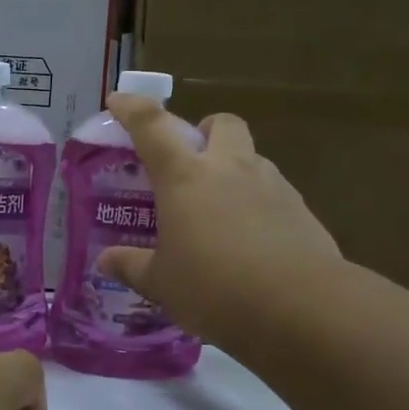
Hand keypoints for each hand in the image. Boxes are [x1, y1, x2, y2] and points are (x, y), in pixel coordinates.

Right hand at [98, 94, 341, 350]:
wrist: (301, 308)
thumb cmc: (215, 289)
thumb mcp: (162, 283)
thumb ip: (132, 266)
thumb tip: (106, 261)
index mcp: (185, 177)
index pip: (151, 126)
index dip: (131, 108)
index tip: (117, 101)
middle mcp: (229, 168)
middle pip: (221, 123)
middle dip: (205, 131)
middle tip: (192, 161)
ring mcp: (272, 186)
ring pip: (251, 158)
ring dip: (234, 170)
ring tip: (221, 212)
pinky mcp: (302, 211)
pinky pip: (275, 194)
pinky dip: (259, 205)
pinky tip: (254, 242)